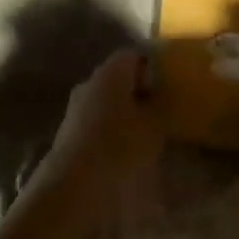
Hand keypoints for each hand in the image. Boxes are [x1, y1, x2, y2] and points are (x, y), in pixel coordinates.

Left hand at [23, 50, 165, 215]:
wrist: (74, 182)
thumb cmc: (120, 145)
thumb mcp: (154, 125)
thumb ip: (162, 103)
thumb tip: (164, 91)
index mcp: (110, 72)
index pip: (133, 55)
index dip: (152, 67)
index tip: (168, 85)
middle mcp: (90, 81)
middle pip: (119, 77)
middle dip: (139, 91)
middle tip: (161, 111)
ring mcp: (76, 105)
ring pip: (107, 100)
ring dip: (125, 112)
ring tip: (146, 134)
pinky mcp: (69, 129)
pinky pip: (96, 120)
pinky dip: (111, 128)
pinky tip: (124, 148)